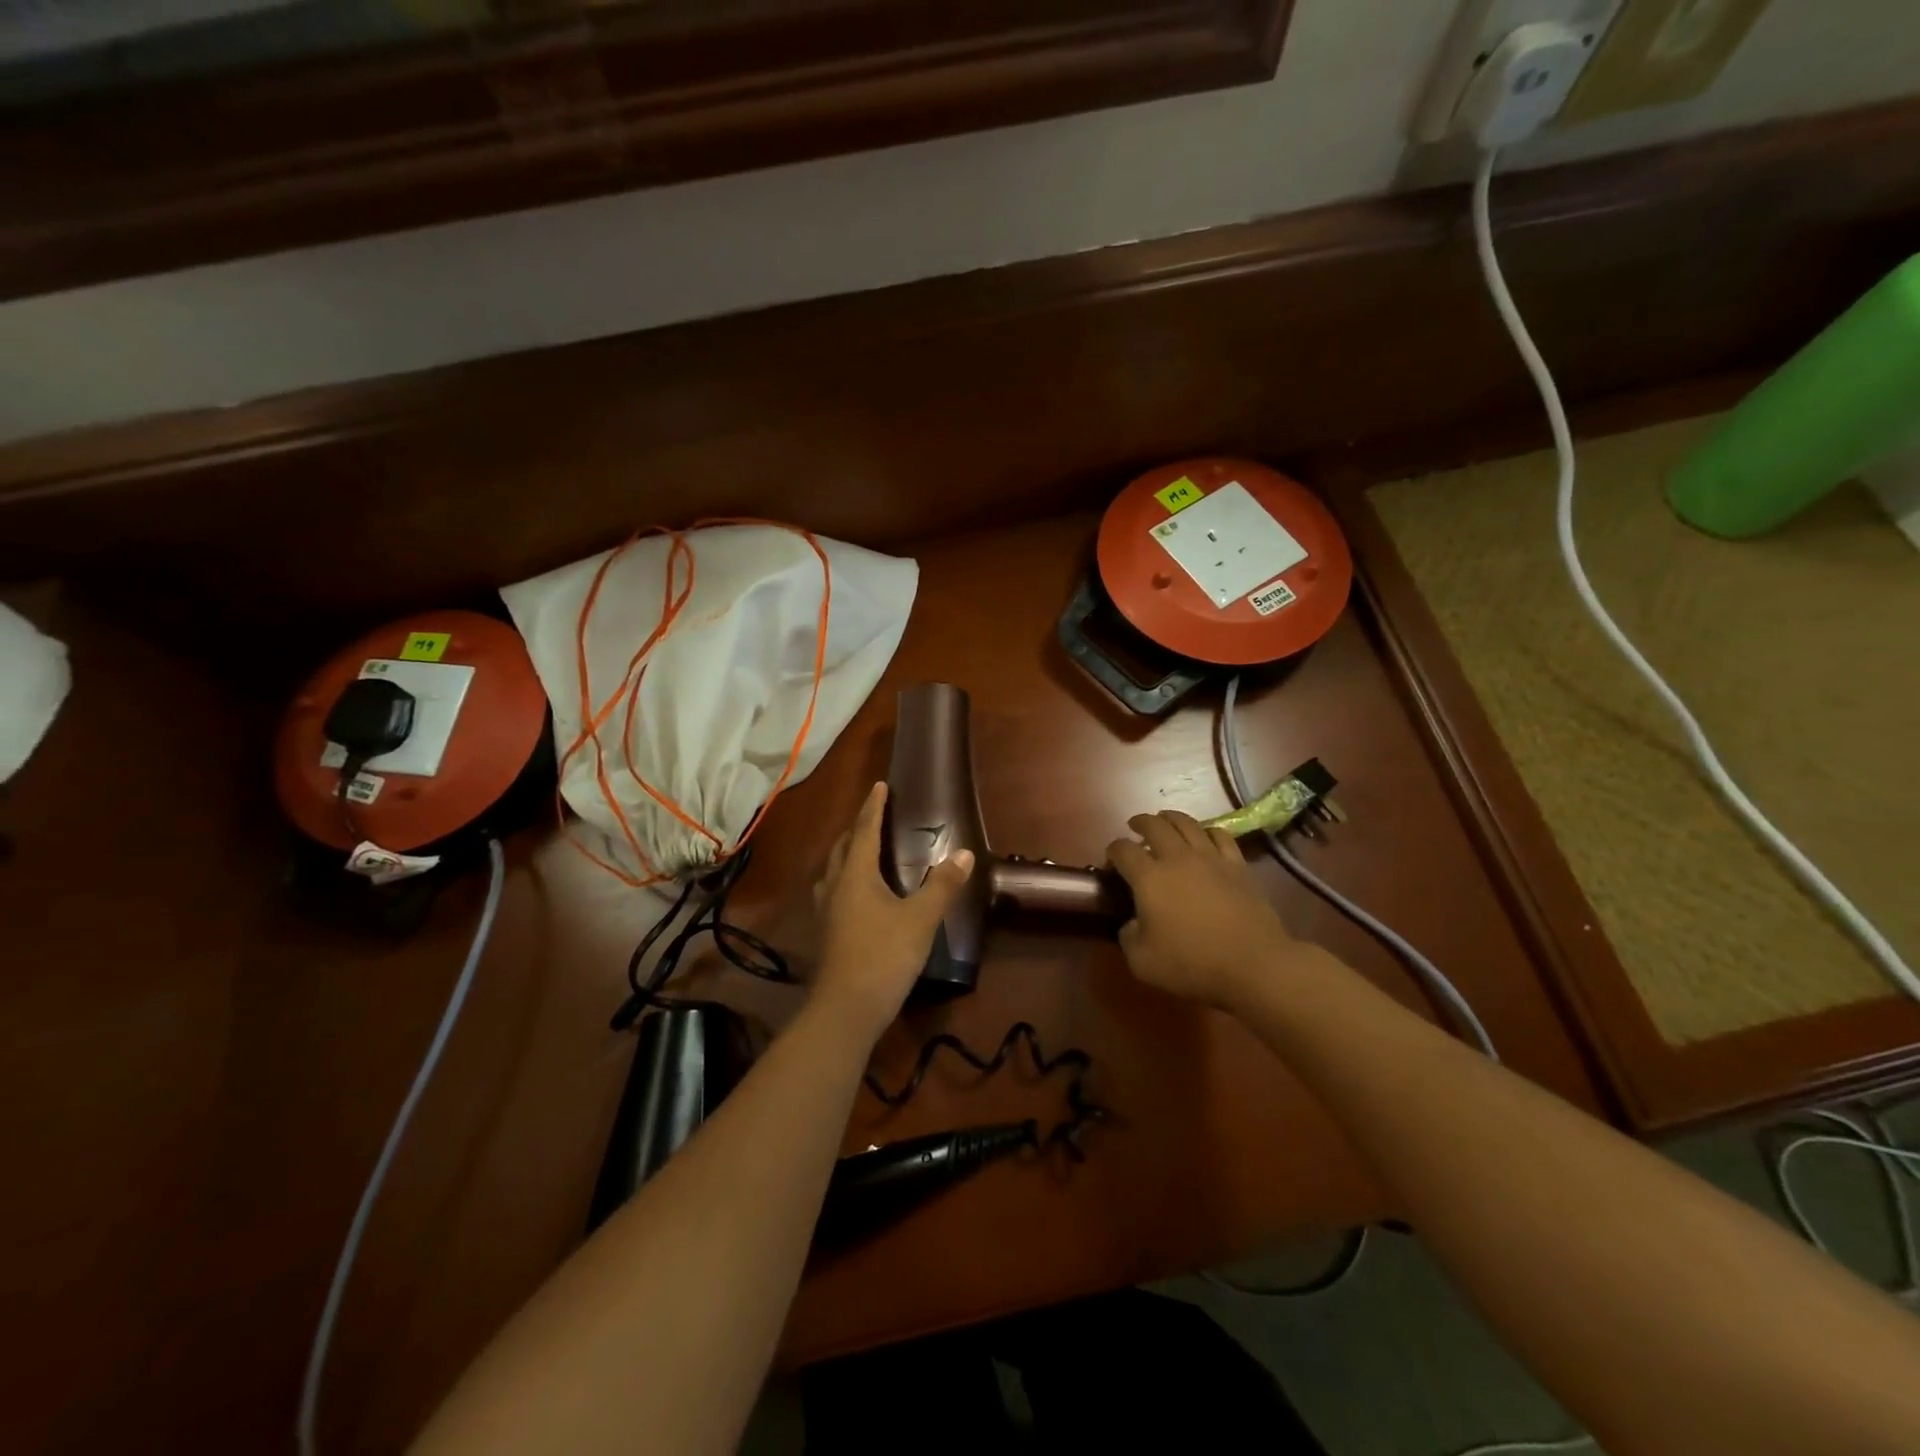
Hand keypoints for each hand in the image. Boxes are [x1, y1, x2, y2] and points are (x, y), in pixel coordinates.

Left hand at [811, 781, 974, 1041]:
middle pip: (843, 847)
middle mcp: (835, 886)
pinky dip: (845, 880)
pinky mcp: (826, 934)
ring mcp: (826, 912)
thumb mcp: (921, 919)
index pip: (865, 830)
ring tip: (862, 850)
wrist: (845, 1009)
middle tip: (874, 816)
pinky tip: (856, 895)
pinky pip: (833, 892)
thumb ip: (942, 886)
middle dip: (857, 828)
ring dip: (847, 854)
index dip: (873, 807)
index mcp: (855, 874)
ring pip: (833, 871)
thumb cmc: (884, 955)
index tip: (879, 786)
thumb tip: (964, 854)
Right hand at [1107, 811, 1299, 1010]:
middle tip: (1135, 827)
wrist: (1253, 964)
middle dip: (1140, 823)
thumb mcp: (1142, 962)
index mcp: (1148, 878)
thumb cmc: (1192, 964)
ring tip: (1165, 821)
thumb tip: (1131, 923)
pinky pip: (1220, 834)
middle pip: (1154, 825)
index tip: (1111, 862)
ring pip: (1187, 823)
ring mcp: (1210, 858)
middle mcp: (1177, 858)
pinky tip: (1204, 836)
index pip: (1122, 850)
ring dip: (1170, 818)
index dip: (1112, 851)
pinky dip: (1207, 830)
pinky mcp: (1237, 865)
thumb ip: (1128, 937)